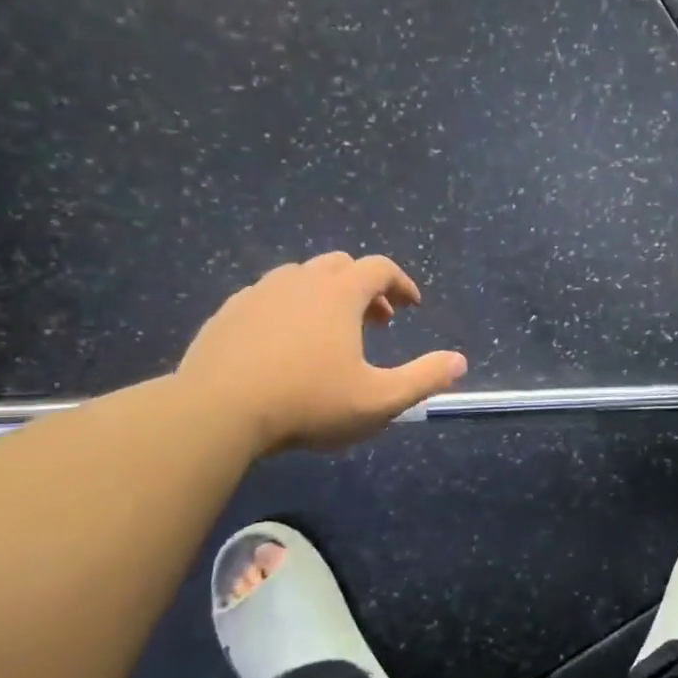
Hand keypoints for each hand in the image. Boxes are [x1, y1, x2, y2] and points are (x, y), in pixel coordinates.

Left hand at [178, 252, 466, 454]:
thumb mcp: (379, 400)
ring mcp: (258, 293)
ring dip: (326, 294)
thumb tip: (460, 362)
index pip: (379, 268)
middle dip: (366, 287)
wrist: (217, 412)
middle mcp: (300, 280)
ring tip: (331, 330)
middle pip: (341, 265)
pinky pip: (267, 297)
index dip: (402, 283)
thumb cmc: (308, 403)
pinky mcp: (228, 312)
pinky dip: (289, 308)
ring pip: (301, 277)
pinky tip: (285, 343)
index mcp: (339, 293)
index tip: (412, 306)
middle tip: (377, 320)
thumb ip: (424, 379)